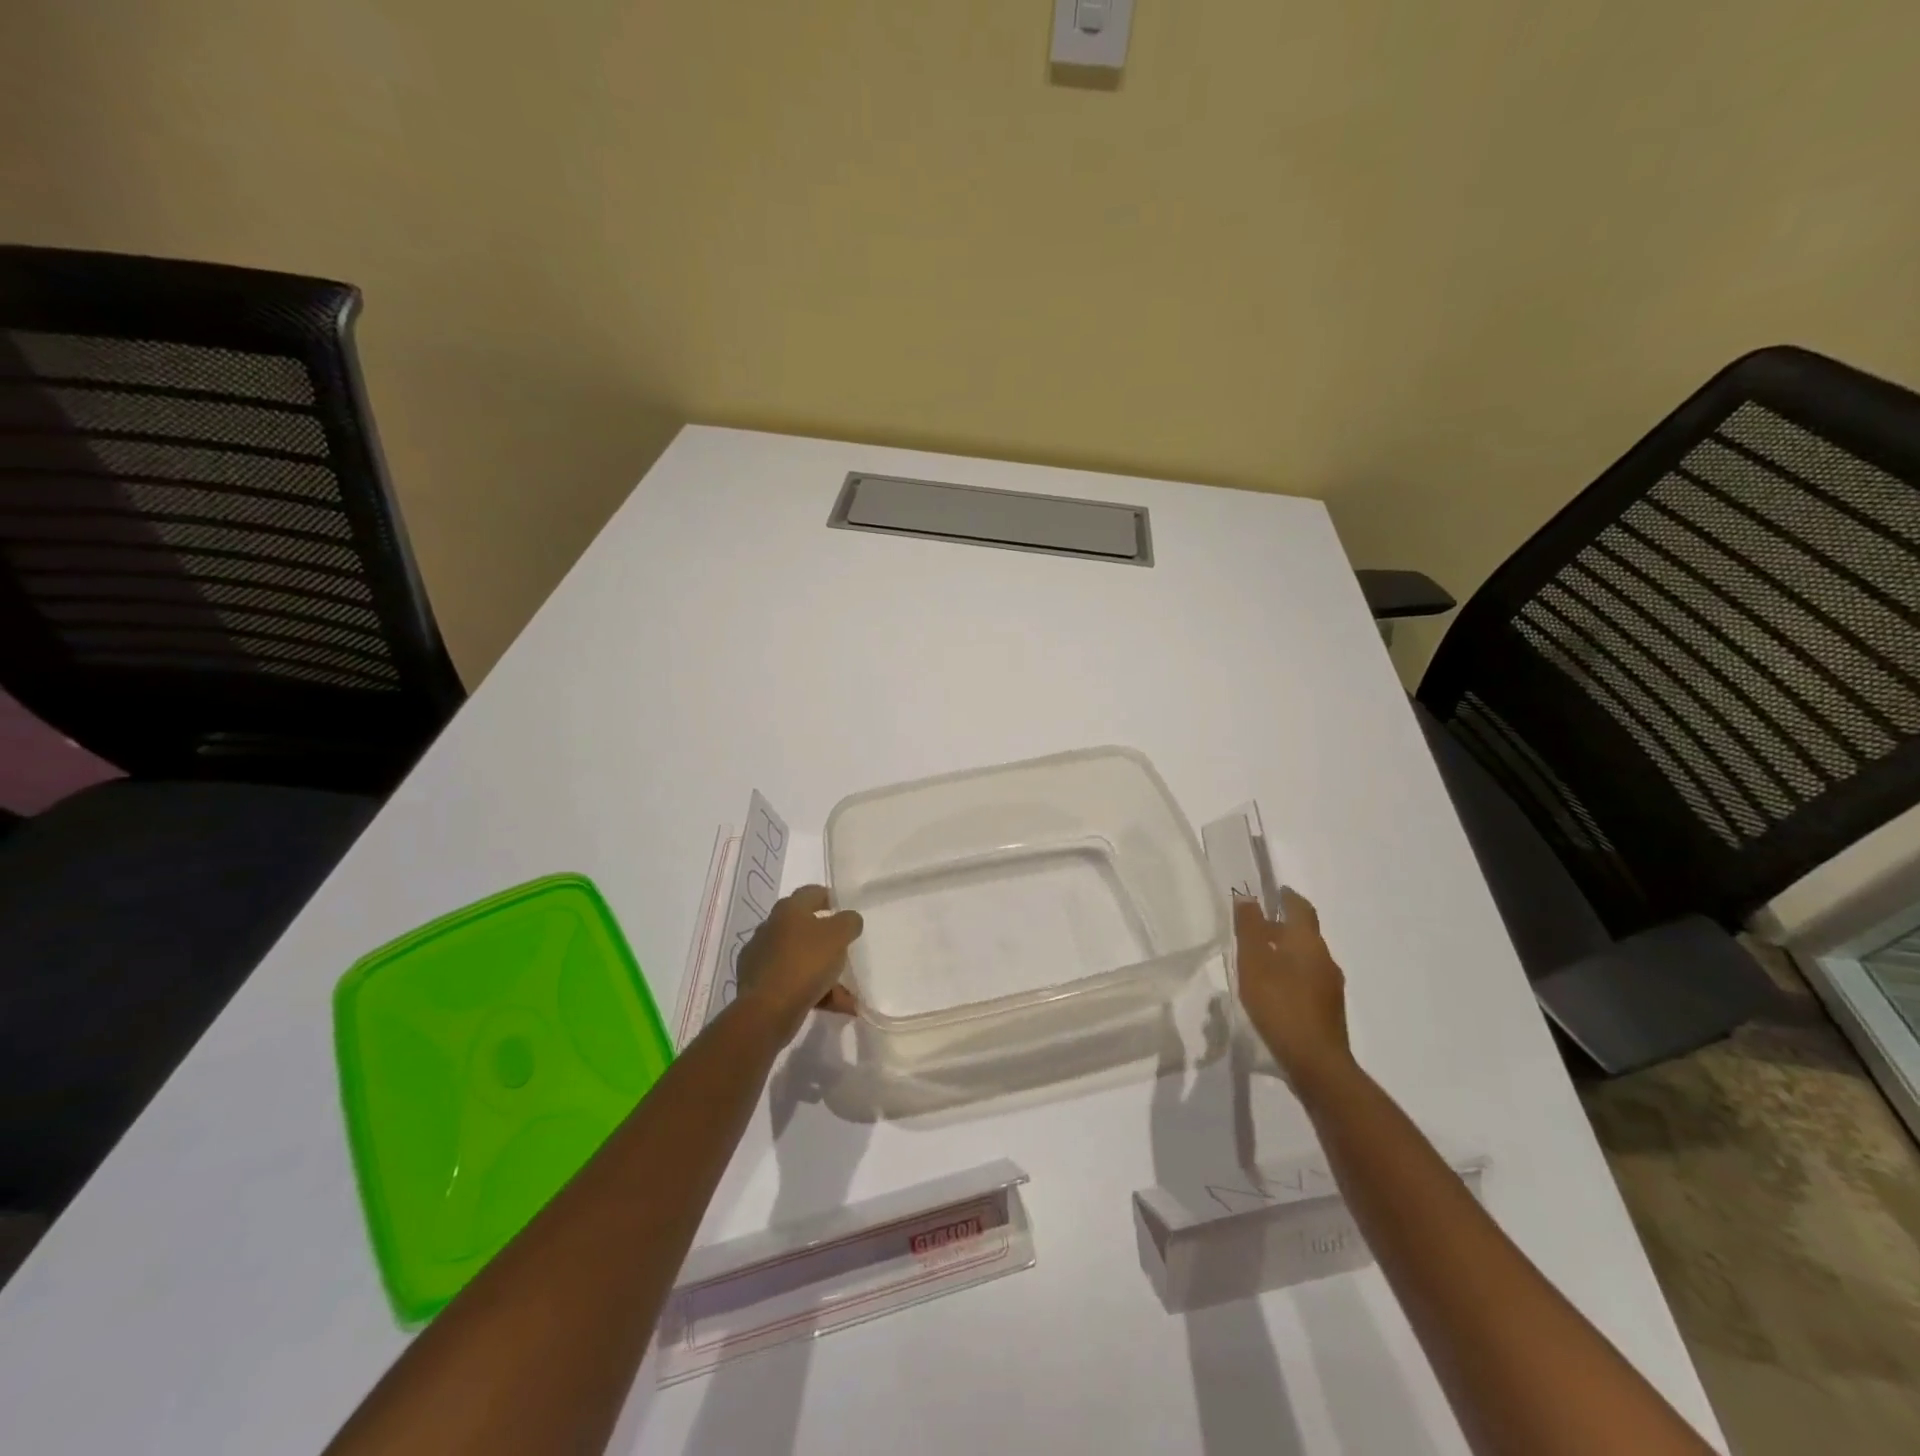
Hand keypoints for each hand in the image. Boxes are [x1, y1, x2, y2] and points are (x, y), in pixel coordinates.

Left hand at [735, 886, 862, 1039]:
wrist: (766, 1010)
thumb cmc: (805, 963)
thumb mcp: (838, 936)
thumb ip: (849, 922)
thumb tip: (849, 919)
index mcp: (788, 910)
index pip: (811, 893)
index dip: (829, 897)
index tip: (844, 909)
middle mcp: (770, 928)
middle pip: (805, 928)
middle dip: (828, 941)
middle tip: (846, 950)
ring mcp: (761, 958)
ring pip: (801, 959)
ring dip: (824, 972)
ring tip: (847, 994)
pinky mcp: (757, 985)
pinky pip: (792, 983)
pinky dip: (813, 991)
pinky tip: (834, 1005)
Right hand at [1234, 888, 1351, 1087]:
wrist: (1316, 1062)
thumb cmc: (1280, 1004)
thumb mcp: (1254, 962)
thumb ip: (1250, 928)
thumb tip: (1247, 896)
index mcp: (1307, 942)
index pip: (1301, 908)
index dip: (1288, 897)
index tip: (1276, 891)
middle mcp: (1324, 959)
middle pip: (1304, 934)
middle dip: (1283, 927)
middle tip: (1257, 928)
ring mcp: (1330, 987)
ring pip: (1307, 958)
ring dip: (1286, 952)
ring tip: (1261, 960)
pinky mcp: (1328, 1011)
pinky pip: (1308, 980)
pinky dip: (1291, 975)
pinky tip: (1274, 990)